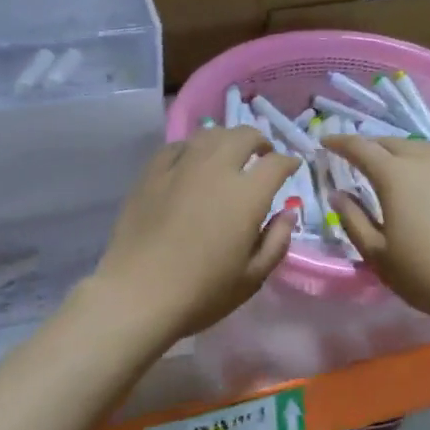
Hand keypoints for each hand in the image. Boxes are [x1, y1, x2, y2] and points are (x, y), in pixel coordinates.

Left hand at [88, 126, 298, 344]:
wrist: (138, 295)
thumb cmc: (202, 293)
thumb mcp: (253, 277)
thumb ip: (277, 241)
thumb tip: (287, 213)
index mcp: (247, 195)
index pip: (276, 163)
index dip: (289, 162)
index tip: (292, 168)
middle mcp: (216, 169)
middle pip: (244, 136)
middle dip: (259, 141)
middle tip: (262, 156)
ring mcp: (180, 167)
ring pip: (210, 134)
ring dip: (227, 140)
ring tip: (228, 155)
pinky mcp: (151, 173)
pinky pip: (177, 147)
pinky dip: (193, 149)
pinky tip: (192, 163)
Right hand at [323, 135, 429, 324]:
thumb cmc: (424, 273)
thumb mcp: (376, 253)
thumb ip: (353, 219)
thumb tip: (338, 194)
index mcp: (394, 174)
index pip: (360, 147)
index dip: (340, 143)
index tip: (326, 143)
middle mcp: (425, 159)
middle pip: (391, 142)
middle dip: (371, 147)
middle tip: (359, 159)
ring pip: (421, 147)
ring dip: (402, 153)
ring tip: (396, 168)